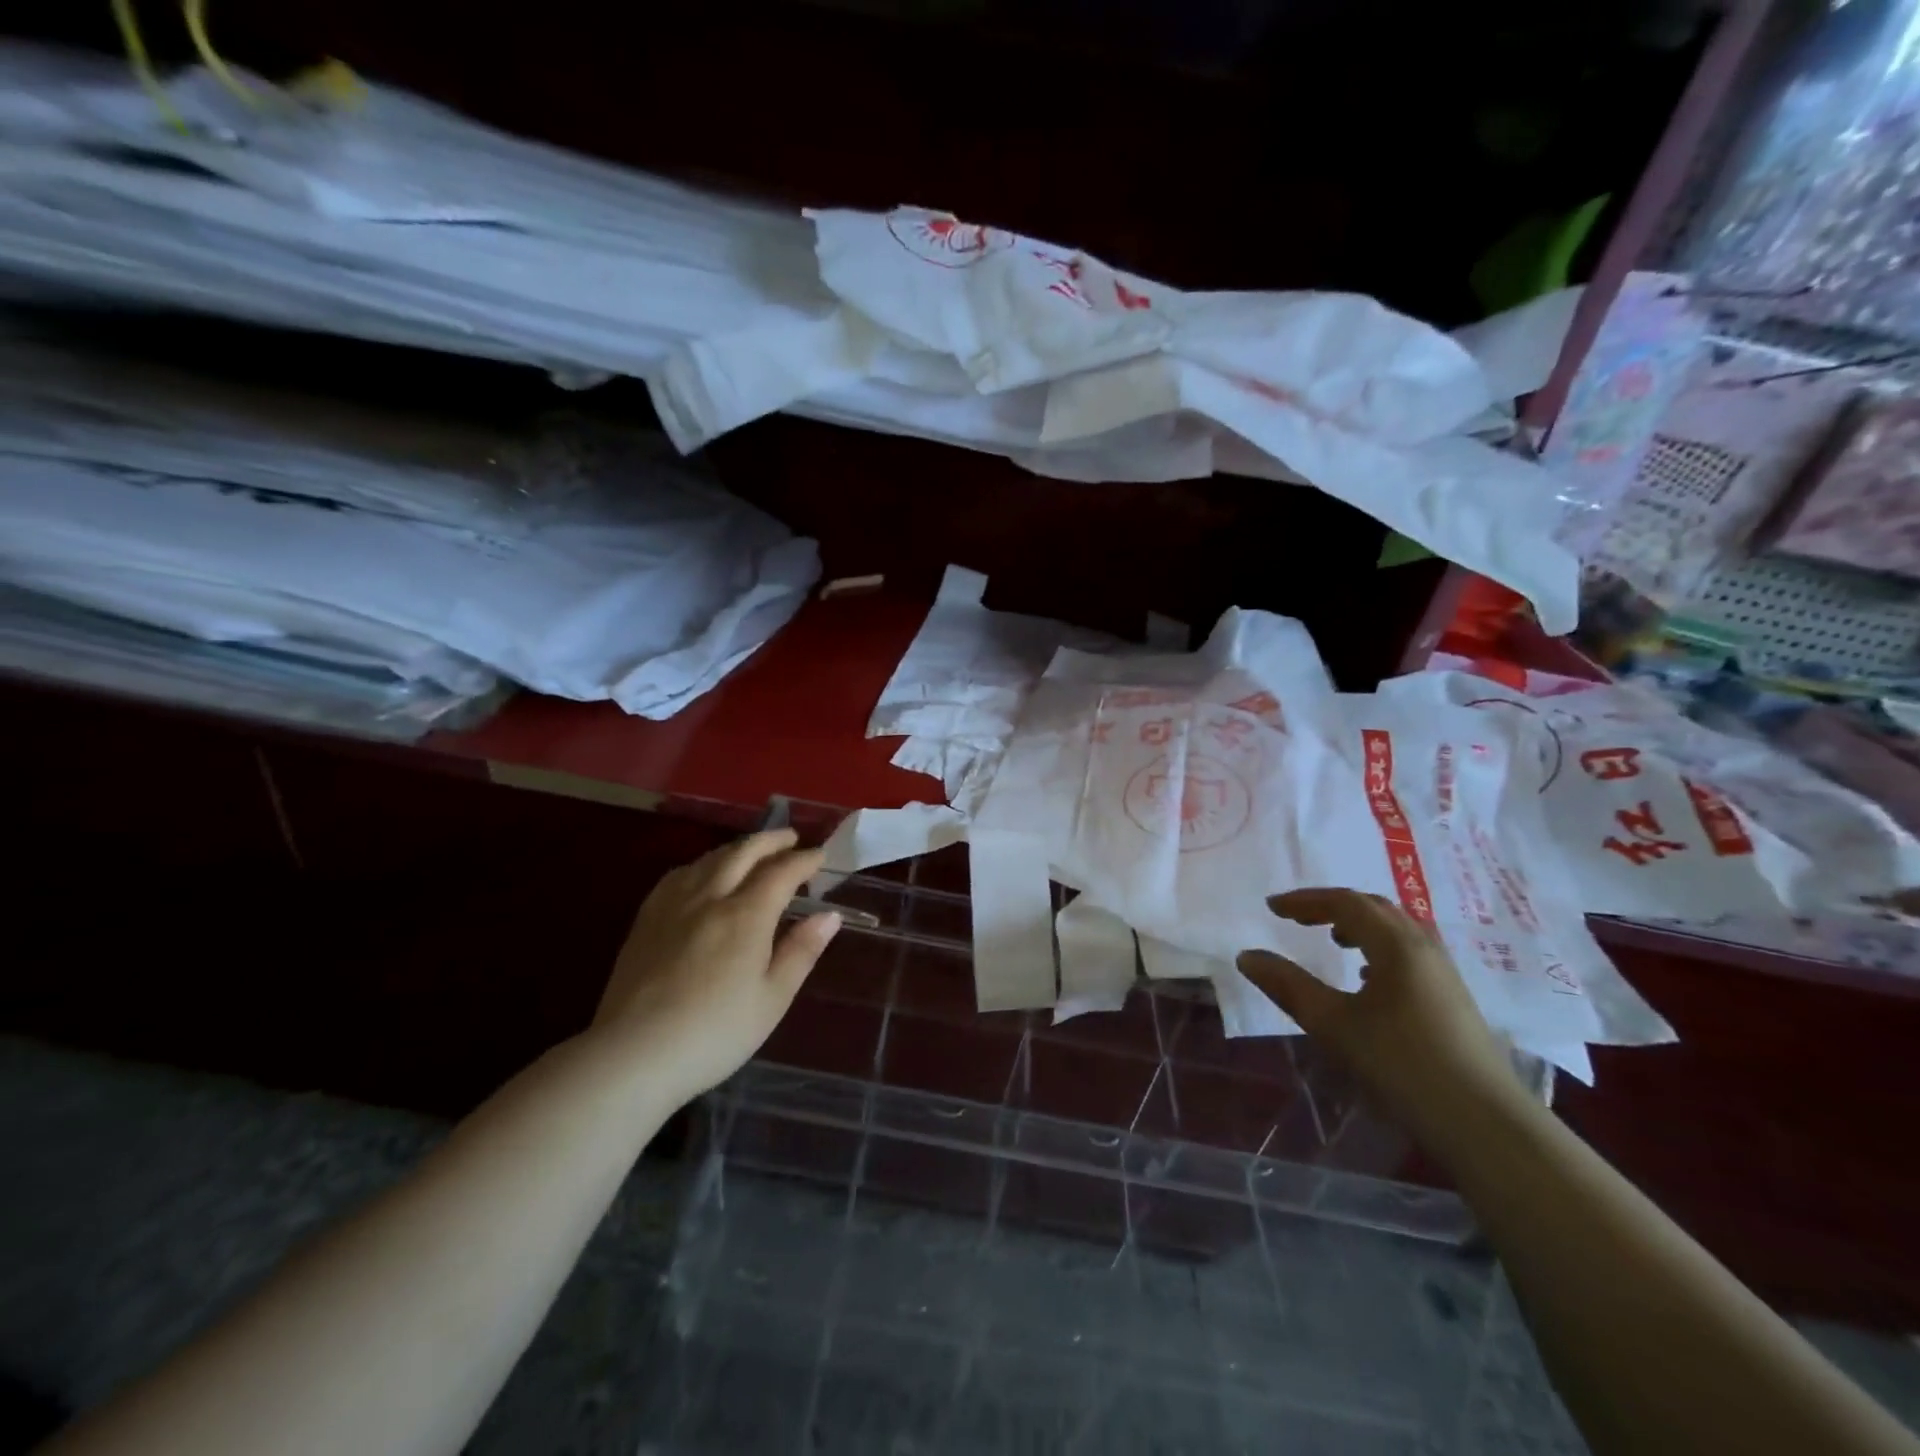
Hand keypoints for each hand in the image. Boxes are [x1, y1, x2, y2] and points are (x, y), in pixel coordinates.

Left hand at [591, 829, 840, 1101]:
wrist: (633, 1055)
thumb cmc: (715, 1033)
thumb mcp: (772, 999)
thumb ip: (801, 951)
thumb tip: (829, 915)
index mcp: (746, 915)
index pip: (781, 872)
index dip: (804, 860)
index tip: (820, 855)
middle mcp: (710, 898)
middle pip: (743, 853)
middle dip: (771, 840)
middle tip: (790, 838)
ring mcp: (673, 905)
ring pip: (709, 859)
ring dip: (737, 848)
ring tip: (752, 851)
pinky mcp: (646, 919)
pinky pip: (679, 874)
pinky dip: (702, 864)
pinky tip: (702, 874)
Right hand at [1237, 889, 1524, 1143]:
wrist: (1486, 1124)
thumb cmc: (1402, 1065)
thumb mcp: (1333, 1024)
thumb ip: (1288, 986)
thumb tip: (1247, 956)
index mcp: (1396, 945)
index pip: (1346, 902)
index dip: (1305, 901)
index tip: (1272, 908)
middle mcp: (1424, 948)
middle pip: (1375, 908)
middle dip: (1332, 906)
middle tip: (1298, 918)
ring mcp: (1444, 974)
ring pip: (1397, 931)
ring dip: (1359, 926)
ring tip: (1333, 942)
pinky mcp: (1453, 1000)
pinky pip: (1409, 954)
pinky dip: (1379, 950)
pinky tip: (1367, 980)